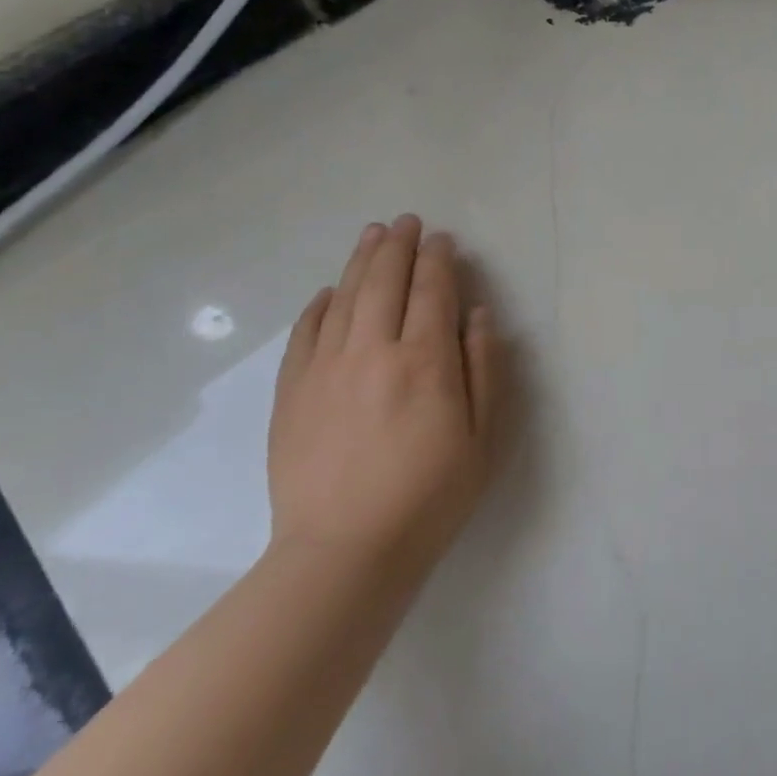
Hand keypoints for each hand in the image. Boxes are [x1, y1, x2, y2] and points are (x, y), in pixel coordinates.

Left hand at [267, 216, 503, 585]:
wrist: (344, 553)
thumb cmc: (430, 496)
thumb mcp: (483, 437)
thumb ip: (484, 368)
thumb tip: (477, 313)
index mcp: (425, 361)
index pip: (432, 290)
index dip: (438, 259)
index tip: (442, 239)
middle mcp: (373, 351)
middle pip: (384, 281)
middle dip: (398, 245)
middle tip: (406, 222)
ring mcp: (325, 369)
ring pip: (343, 297)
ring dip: (360, 261)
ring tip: (371, 235)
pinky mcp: (292, 392)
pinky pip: (305, 333)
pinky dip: (319, 305)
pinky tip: (328, 292)